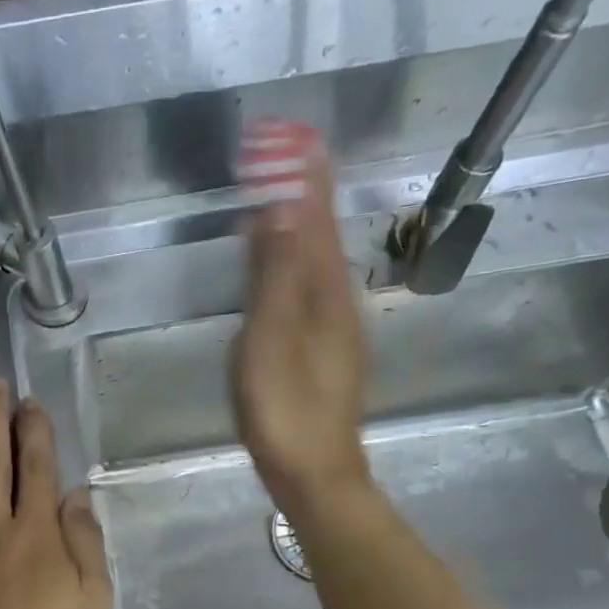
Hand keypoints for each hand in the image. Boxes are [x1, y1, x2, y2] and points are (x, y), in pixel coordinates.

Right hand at [231, 119, 372, 517]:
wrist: (316, 472)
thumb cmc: (285, 409)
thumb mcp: (270, 340)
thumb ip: (275, 277)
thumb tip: (282, 209)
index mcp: (324, 293)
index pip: (315, 220)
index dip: (303, 179)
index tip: (295, 136)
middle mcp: (338, 302)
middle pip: (322, 235)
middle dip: (305, 193)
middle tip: (285, 156)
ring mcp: (337, 330)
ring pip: (320, 263)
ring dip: (303, 226)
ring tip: (282, 200)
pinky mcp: (327, 353)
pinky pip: (313, 289)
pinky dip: (299, 263)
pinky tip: (286, 270)